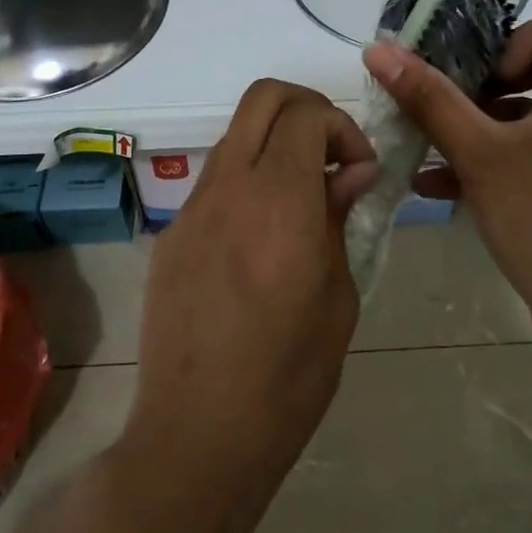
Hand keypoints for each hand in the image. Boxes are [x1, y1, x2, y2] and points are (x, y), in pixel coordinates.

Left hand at [119, 80, 377, 532]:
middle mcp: (229, 188)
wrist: (197, 435)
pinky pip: (216, 182)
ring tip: (301, 201)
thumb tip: (350, 174)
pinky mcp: (171, 235)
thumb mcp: (338, 298)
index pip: (306, 114)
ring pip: (236, 135)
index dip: (342, 128)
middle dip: (307, 108)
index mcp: (278, 201)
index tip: (360, 172)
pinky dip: (248, 183)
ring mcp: (192, 208)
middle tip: (332, 155)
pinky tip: (261, 241)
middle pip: (263, 97)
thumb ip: (339, 219)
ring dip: (275, 145)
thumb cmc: (287, 377)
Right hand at [363, 10, 531, 363]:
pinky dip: (489, 157)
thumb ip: (429, 98)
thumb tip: (379, 49)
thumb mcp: (478, 153)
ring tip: (433, 141)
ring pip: (530, 115)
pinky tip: (436, 182)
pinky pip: (530, 154)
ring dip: (479, 122)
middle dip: (486, 82)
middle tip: (450, 102)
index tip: (482, 75)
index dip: (519, 38)